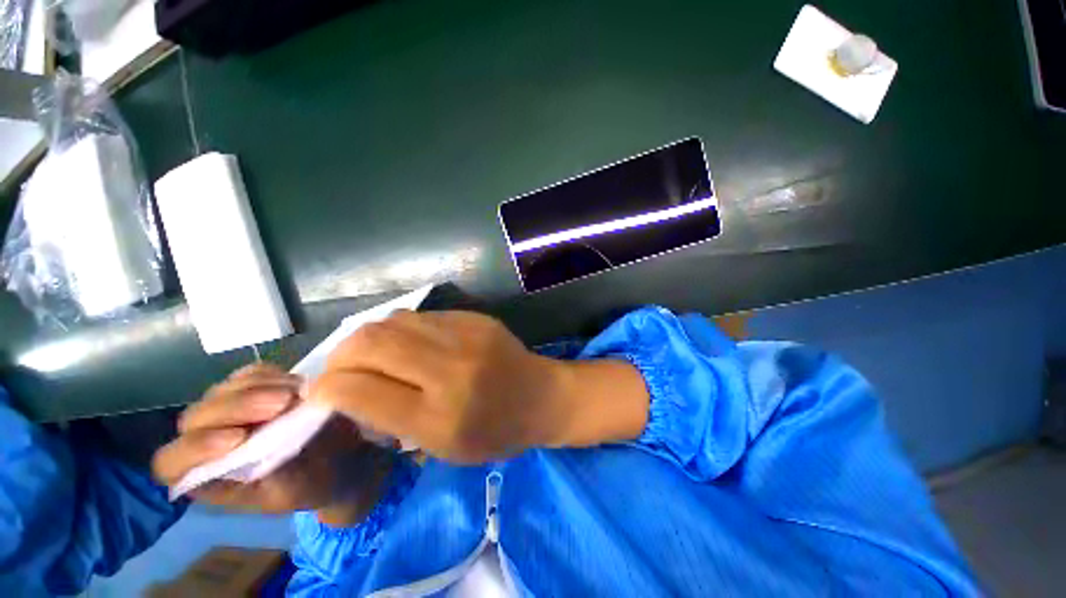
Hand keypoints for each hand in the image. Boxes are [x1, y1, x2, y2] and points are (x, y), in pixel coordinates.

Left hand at [153, 364, 392, 521]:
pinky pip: (251, 373)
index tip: (239, 438)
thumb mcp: (293, 493)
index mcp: (205, 476)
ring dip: (257, 388)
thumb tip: (272, 451)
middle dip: (236, 408)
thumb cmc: (311, 484)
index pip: (172, 463)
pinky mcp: (255, 388)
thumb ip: (275, 478)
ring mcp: (230, 409)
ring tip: (295, 394)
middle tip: (282, 403)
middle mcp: (208, 439)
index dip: (195, 449)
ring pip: (222, 390)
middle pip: (197, 417)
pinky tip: (296, 385)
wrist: (338, 456)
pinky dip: (272, 375)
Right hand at [309, 310, 648, 462]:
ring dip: (368, 339)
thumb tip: (347, 394)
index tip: (319, 392)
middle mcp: (450, 370)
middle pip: (370, 343)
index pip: (360, 391)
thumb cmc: (496, 433)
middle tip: (340, 370)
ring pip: (391, 322)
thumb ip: (391, 423)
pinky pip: (420, 317)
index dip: (327, 388)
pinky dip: (400, 330)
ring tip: (371, 356)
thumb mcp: (443, 449)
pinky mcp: (475, 318)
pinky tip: (407, 345)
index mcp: (440, 417)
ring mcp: (466, 336)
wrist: (542, 396)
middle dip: (340, 356)